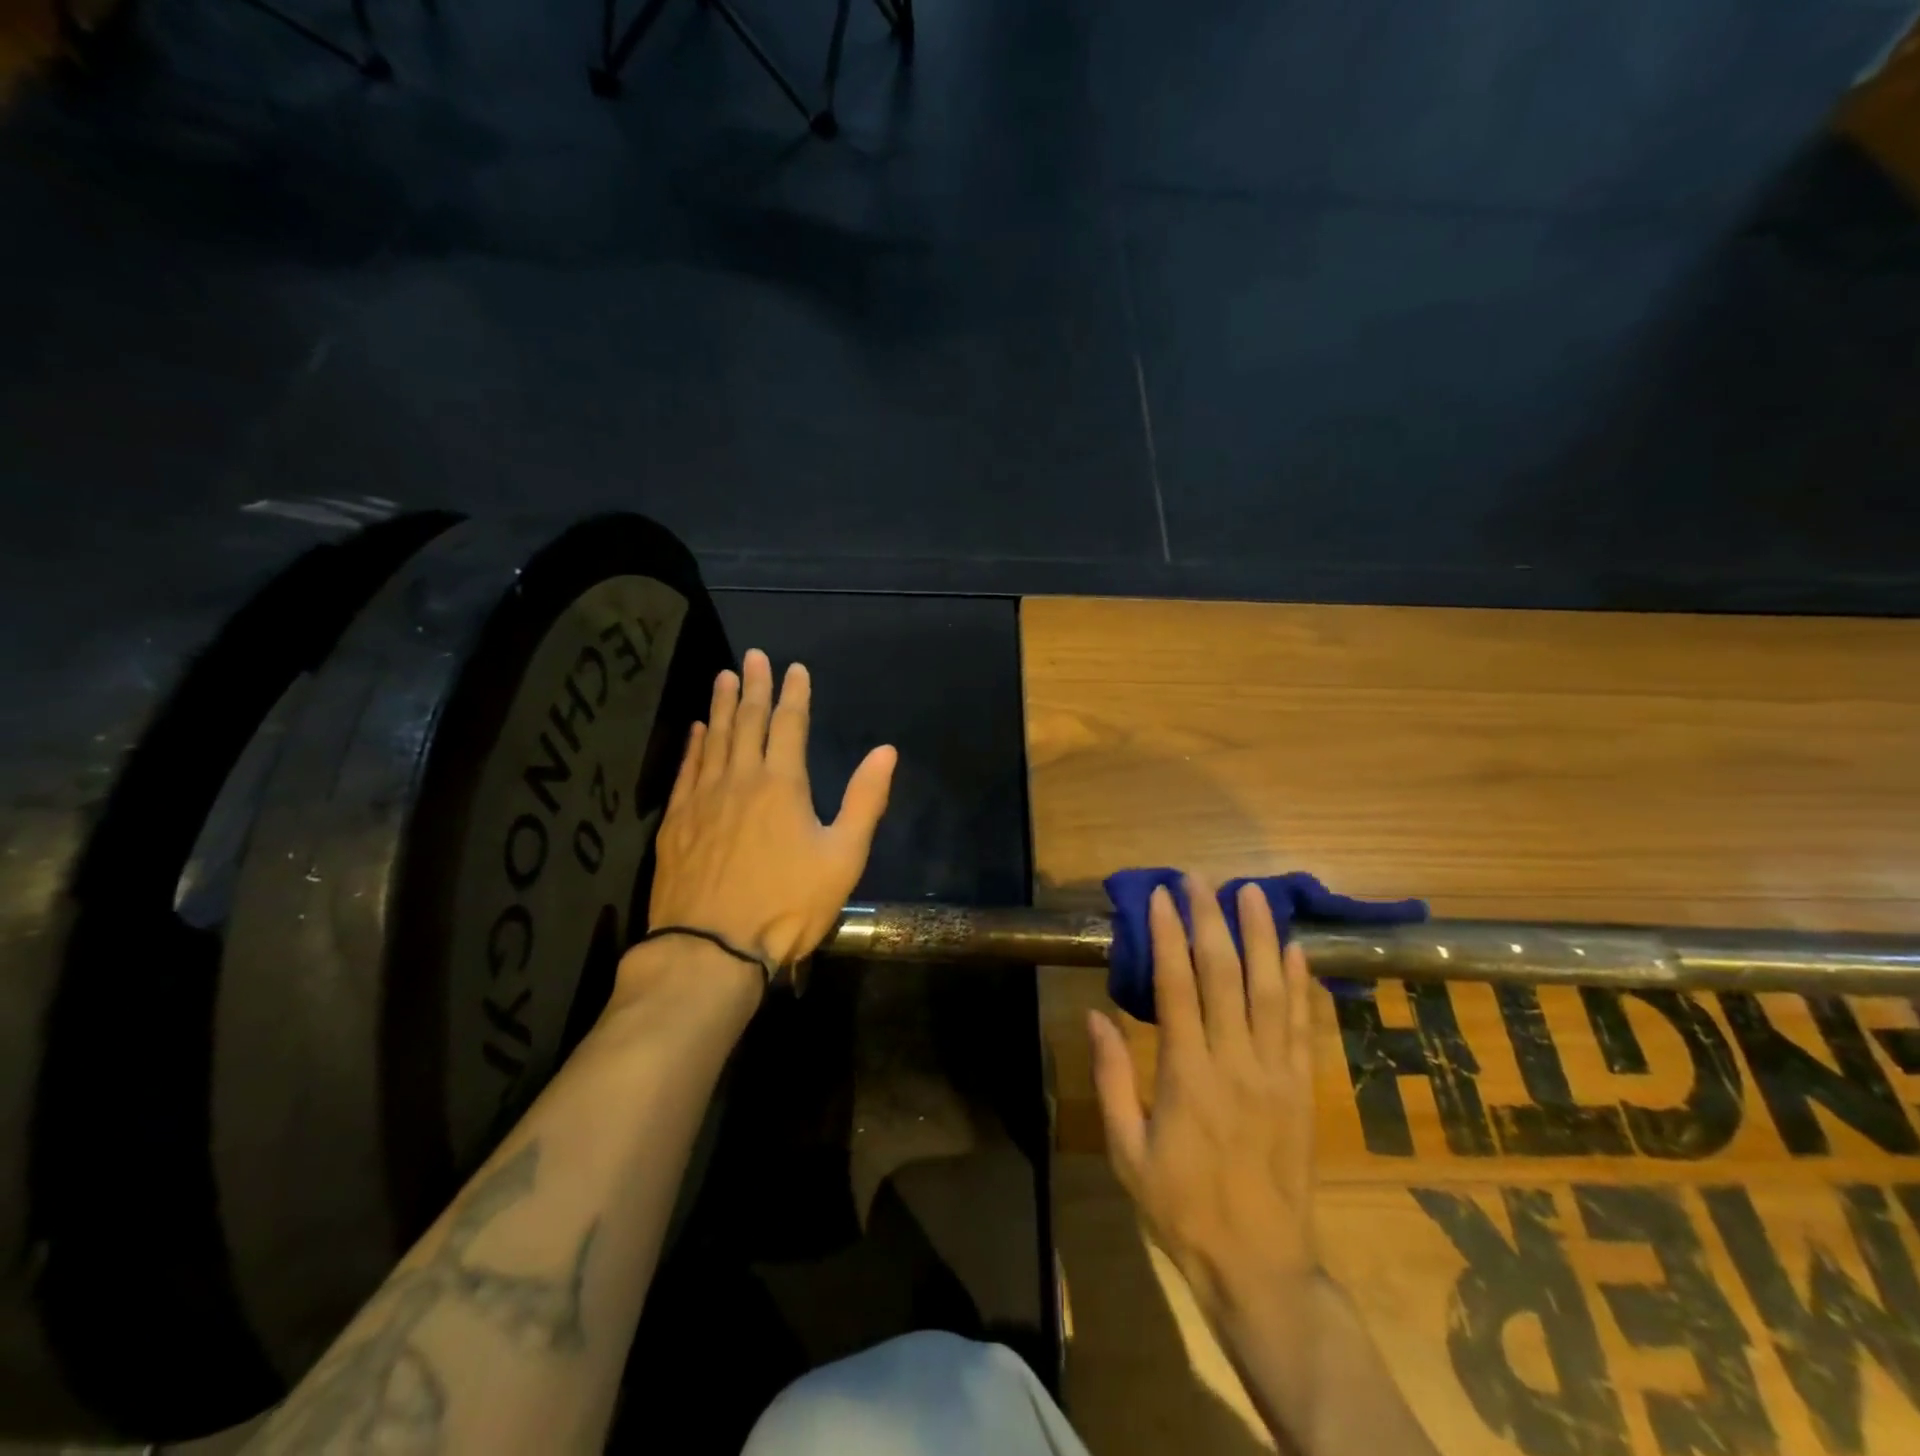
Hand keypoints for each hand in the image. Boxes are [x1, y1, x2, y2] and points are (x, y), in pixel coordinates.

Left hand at [643, 648, 896, 973]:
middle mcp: (740, 778)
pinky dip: (694, 744)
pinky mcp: (677, 822)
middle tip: (753, 656)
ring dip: (720, 705)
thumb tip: (886, 751)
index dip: (793, 694)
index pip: (789, 725)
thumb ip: (864, 800)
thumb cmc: (787, 904)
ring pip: (713, 739)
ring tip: (723, 677)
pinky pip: (686, 769)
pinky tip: (696, 730)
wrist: (711, 948)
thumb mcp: (843, 857)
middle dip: (753, 686)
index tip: (794, 667)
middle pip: (747, 721)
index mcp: (782, 784)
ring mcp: (702, 798)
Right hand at [1087, 876, 1316, 1321]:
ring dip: (1260, 936)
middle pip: (1224, 974)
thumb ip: (1111, 1078)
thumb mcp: (1126, 1150)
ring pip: (1270, 989)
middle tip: (1200, 879)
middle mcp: (1236, 1062)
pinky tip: (1294, 949)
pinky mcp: (1302, 1088)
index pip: (1177, 987)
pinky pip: (1302, 1024)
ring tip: (1252, 892)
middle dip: (1211, 919)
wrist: (1260, 1266)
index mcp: (1188, 1075)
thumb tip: (1094, 1015)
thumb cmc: (1181, 1206)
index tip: (1160, 896)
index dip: (1168, 935)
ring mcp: (1277, 1073)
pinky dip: (1299, 982)